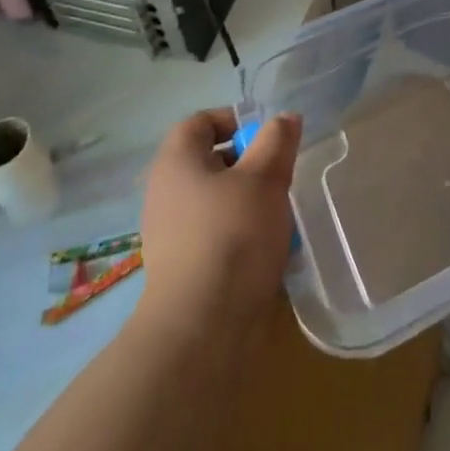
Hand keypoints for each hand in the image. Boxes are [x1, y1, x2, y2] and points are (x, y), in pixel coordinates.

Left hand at [138, 108, 300, 330]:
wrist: (201, 331)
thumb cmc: (232, 236)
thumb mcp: (265, 177)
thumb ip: (277, 140)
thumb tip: (284, 119)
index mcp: (176, 162)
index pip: (200, 122)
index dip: (234, 119)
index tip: (267, 137)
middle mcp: (165, 193)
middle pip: (210, 161)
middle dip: (249, 163)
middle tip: (279, 176)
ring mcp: (170, 235)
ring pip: (216, 201)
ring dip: (249, 202)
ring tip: (279, 216)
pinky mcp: (182, 270)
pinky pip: (215, 236)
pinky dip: (241, 236)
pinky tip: (267, 252)